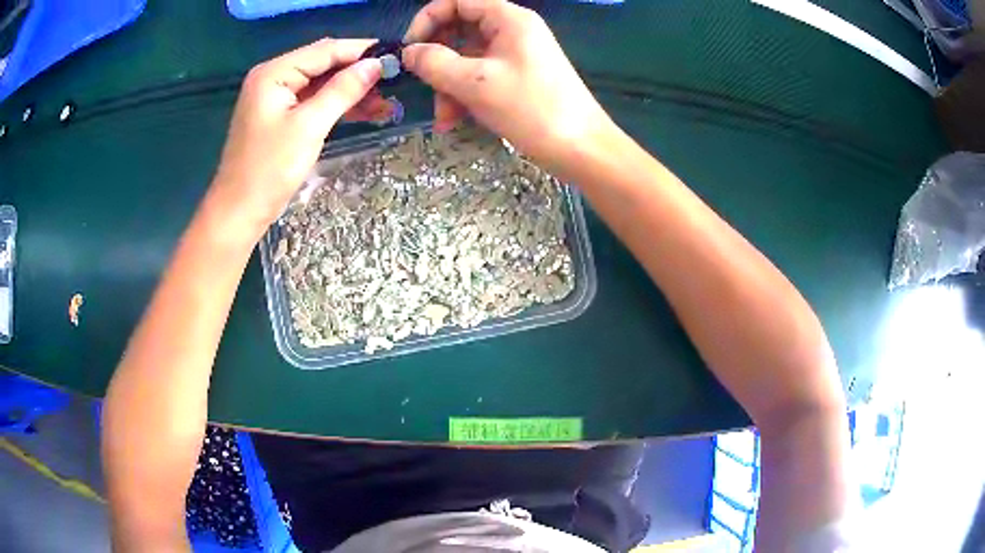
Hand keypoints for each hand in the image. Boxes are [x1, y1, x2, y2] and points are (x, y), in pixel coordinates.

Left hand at [211, 38, 390, 233]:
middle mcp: (273, 78)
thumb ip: (343, 90)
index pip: (325, 50)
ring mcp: (276, 97)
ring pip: (322, 84)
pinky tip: (365, 112)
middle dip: (358, 73)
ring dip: (352, 92)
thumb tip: (376, 64)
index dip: (361, 51)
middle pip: (324, 64)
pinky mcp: (280, 116)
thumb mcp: (310, 126)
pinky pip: (314, 101)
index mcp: (274, 73)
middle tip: (393, 82)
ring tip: (386, 104)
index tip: (395, 57)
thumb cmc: (269, 169)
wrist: (240, 212)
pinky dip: (337, 106)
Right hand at [402, 0, 613, 168]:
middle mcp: (512, 31)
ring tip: (444, 118)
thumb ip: (435, 63)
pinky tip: (455, 122)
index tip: (411, 48)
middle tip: (424, 85)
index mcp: (508, 19)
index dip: (428, 19)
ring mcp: (515, 56)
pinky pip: (480, 78)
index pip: (458, 2)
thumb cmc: (532, 109)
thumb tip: (408, 52)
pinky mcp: (517, 79)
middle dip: (438, 61)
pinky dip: (464, 96)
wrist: (582, 149)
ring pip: (467, 59)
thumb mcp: (476, 83)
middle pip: (460, 31)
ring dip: (448, 86)